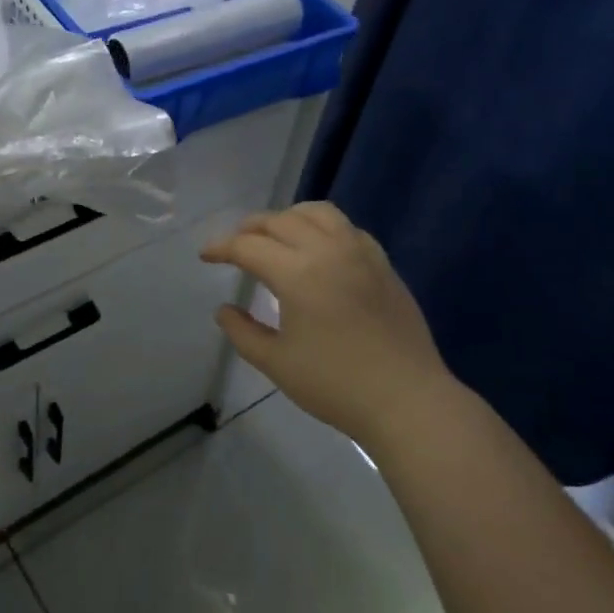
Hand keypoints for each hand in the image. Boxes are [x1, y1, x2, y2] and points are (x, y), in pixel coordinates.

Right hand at [201, 203, 454, 450]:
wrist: (407, 400)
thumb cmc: (335, 385)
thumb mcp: (277, 363)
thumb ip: (243, 332)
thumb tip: (224, 310)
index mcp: (298, 274)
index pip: (249, 246)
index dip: (222, 247)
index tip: (206, 255)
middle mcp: (328, 251)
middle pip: (280, 221)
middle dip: (250, 228)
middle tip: (234, 245)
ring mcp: (360, 253)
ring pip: (318, 213)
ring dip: (288, 217)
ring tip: (274, 234)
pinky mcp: (383, 264)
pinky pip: (347, 228)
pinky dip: (322, 227)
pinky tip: (318, 248)